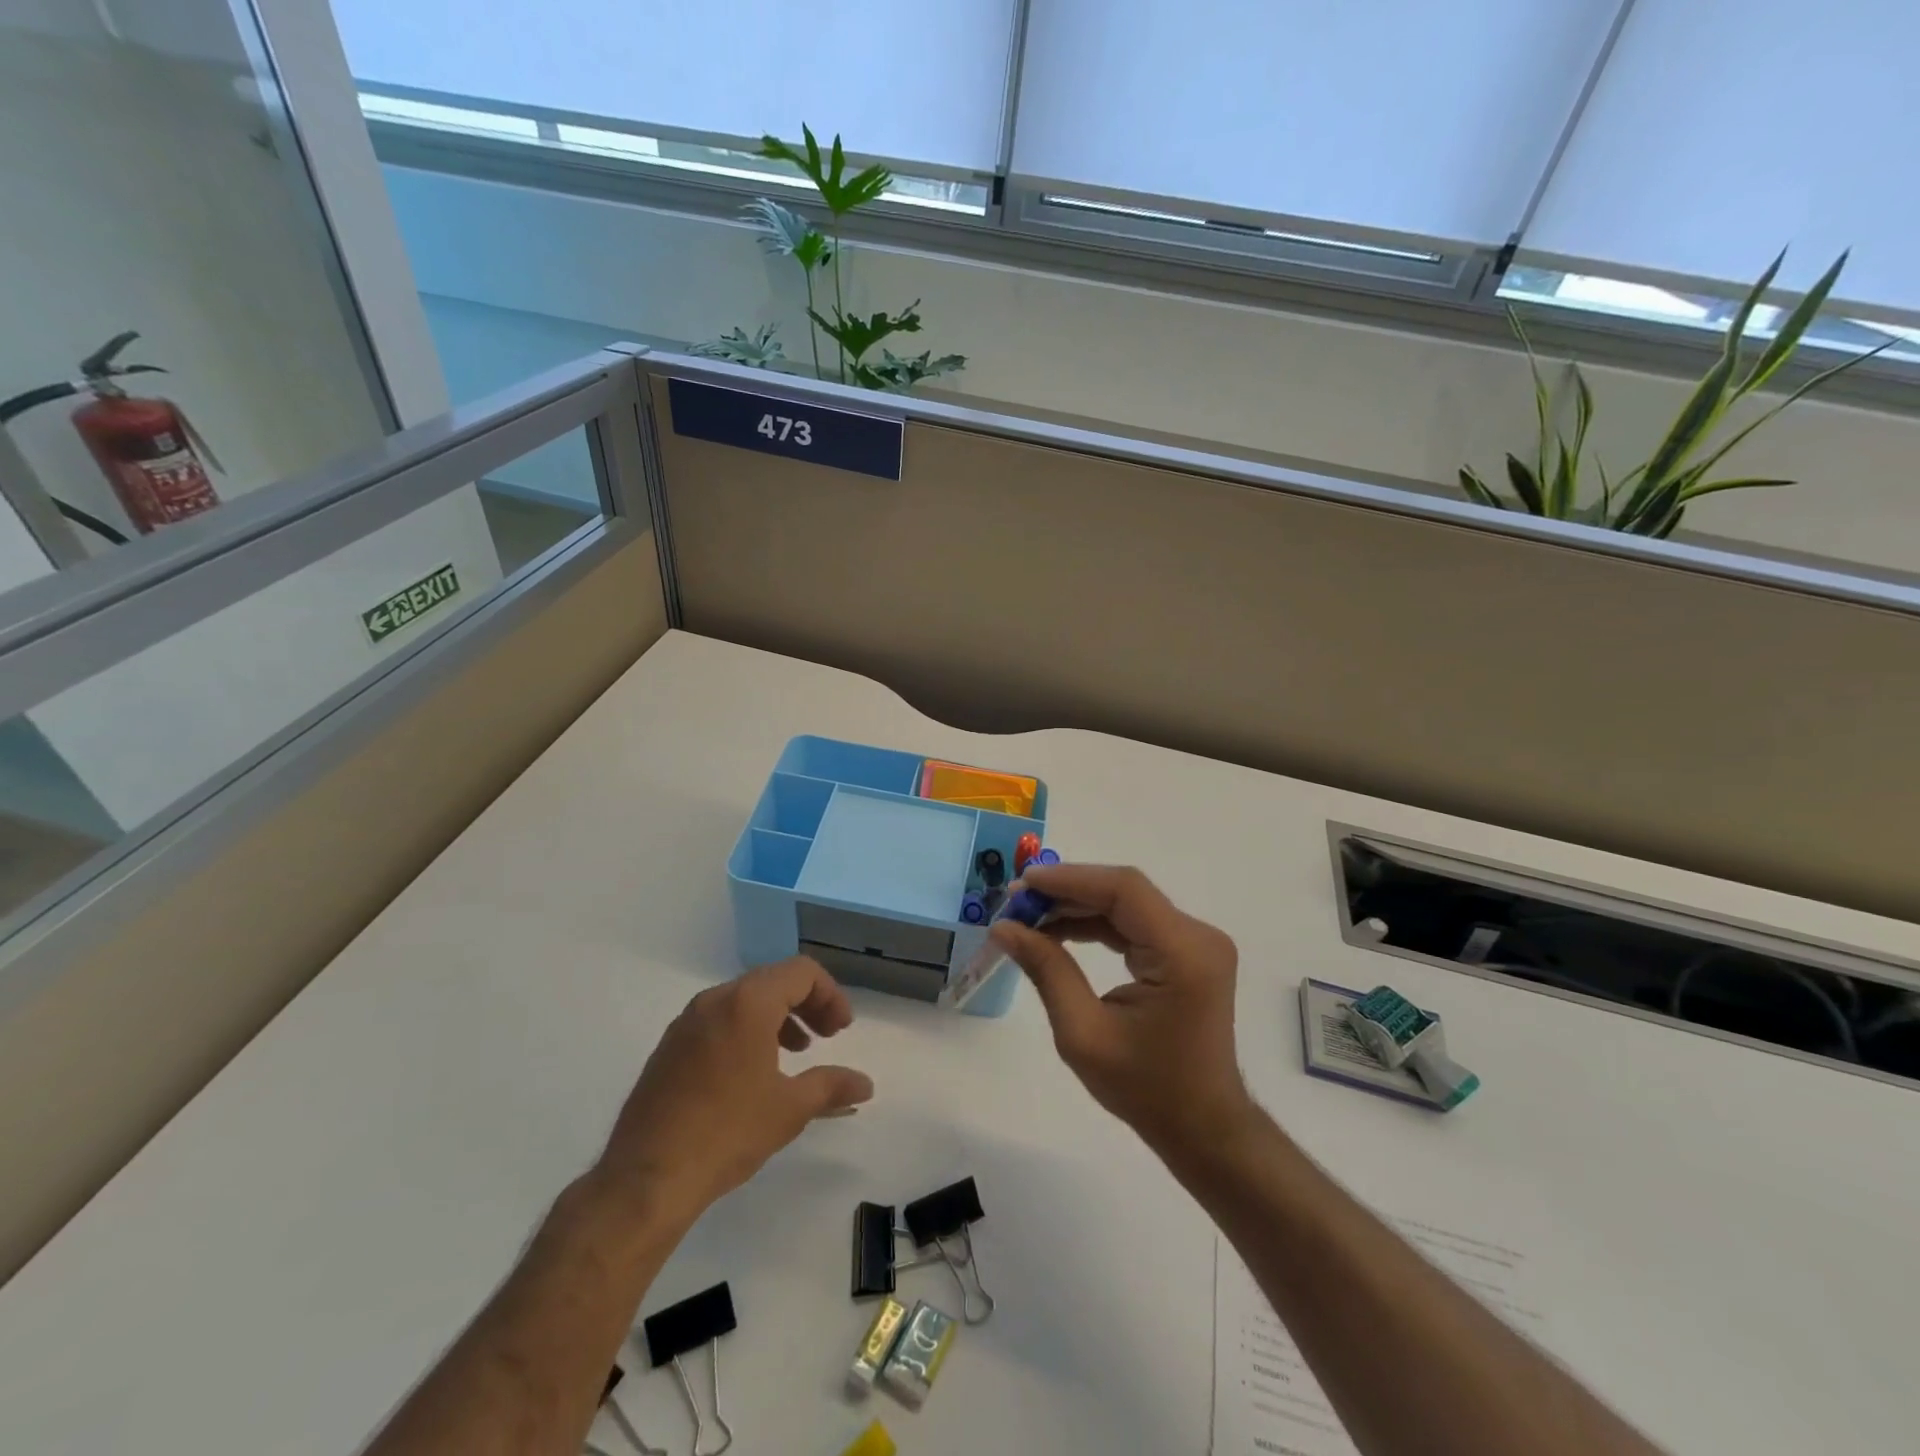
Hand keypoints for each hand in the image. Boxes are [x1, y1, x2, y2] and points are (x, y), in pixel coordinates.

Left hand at [595, 957, 873, 1224]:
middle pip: (773, 980)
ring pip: (744, 1000)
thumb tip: (866, 1085)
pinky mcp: (668, 1047)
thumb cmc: (727, 1133)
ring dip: (778, 1016)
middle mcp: (715, 1000)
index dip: (830, 995)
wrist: (646, 1179)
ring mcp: (686, 1022)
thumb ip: (832, 1086)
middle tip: (827, 1037)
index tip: (841, 1030)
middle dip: (807, 1004)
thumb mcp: (790, 1109)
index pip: (801, 972)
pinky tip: (752, 1072)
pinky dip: (746, 1030)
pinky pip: (718, 1020)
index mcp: (747, 1003)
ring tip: (795, 1053)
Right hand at [990, 864, 1252, 1162]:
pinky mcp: (1188, 952)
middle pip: (1125, 892)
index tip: (1023, 885)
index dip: (1070, 879)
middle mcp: (1198, 936)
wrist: (1203, 1128)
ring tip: (1029, 917)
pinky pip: (1136, 923)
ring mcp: (1197, 942)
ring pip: (1127, 904)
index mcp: (1183, 954)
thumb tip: (1003, 928)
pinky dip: (1097, 923)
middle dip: (1068, 893)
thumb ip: (1046, 971)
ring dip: (1078, 906)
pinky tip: (1060, 930)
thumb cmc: (1145, 1089)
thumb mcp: (1083, 1034)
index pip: (1124, 890)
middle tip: (1017, 904)